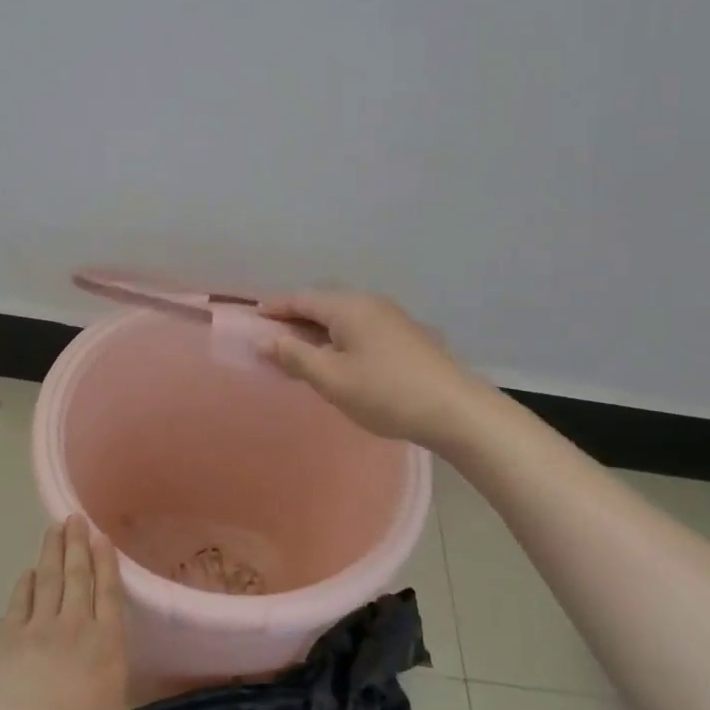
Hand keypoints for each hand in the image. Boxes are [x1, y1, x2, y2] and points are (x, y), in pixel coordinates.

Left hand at [0, 515, 130, 709]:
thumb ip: (117, 702)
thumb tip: (112, 698)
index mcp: (108, 640)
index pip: (109, 590)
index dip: (106, 562)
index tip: (102, 537)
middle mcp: (77, 623)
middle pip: (78, 574)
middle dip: (78, 543)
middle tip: (75, 517)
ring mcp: (41, 627)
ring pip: (50, 579)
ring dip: (53, 551)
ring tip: (55, 528)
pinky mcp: (12, 637)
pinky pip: (20, 602)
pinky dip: (26, 585)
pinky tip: (29, 572)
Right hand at [258, 291, 483, 446]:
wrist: (454, 410)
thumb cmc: (385, 392)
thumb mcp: (332, 378)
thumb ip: (295, 356)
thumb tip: (264, 340)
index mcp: (349, 307)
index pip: (302, 298)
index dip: (276, 307)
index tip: (254, 315)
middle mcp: (370, 303)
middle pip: (323, 304)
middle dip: (296, 318)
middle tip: (273, 336)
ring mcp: (392, 318)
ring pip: (343, 317)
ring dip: (318, 330)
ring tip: (301, 350)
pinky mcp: (406, 336)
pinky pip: (360, 328)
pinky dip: (339, 337)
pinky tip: (338, 359)